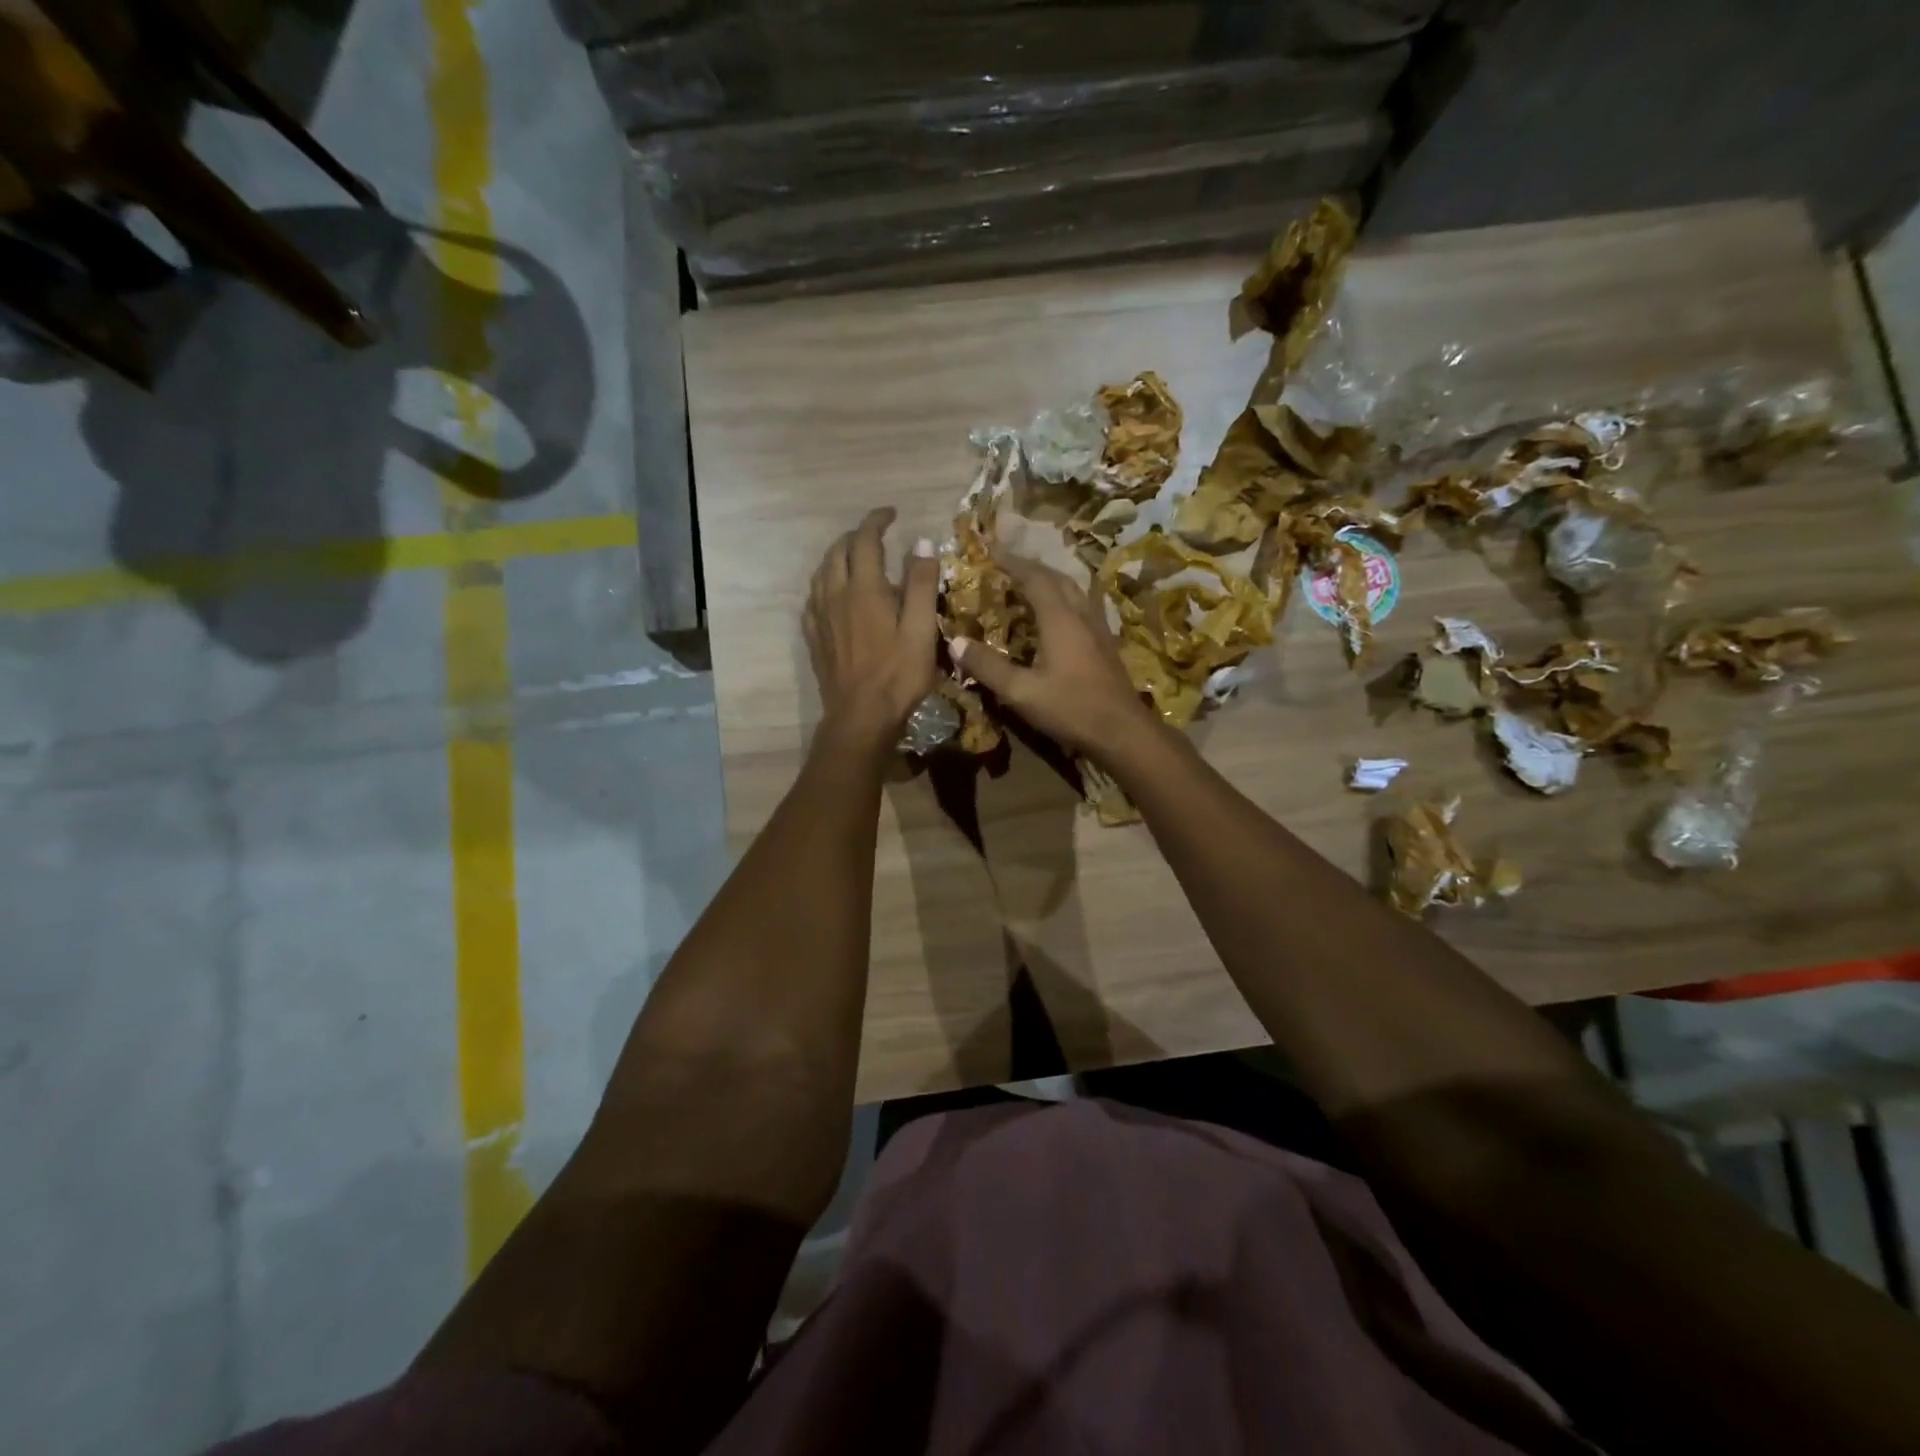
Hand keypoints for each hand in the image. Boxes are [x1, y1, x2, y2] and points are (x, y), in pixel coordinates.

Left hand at [804, 507, 938, 750]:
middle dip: (856, 536)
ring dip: (837, 556)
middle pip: (837, 551)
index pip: (865, 540)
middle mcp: (835, 595)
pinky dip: (825, 583)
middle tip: (877, 536)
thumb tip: (922, 542)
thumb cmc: (898, 675)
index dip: (876, 521)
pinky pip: (813, 597)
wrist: (860, 717)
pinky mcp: (814, 638)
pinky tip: (834, 593)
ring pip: (821, 572)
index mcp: (864, 589)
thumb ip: (922, 584)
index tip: (891, 513)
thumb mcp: (922, 630)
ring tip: (855, 558)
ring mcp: (820, 617)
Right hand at [952, 553, 1158, 760]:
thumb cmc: (1071, 709)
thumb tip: (955, 642)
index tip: (991, 551)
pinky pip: (1083, 608)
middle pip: (1058, 578)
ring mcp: (1098, 629)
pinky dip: (1065, 600)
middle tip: (1008, 566)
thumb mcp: (1022, 692)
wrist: (1123, 732)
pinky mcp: (1106, 645)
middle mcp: (1081, 616)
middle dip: (1031, 567)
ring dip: (1051, 581)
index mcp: (1060, 620)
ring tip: (1030, 585)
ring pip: (1075, 591)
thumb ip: (988, 667)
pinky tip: (1059, 617)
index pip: (1034, 578)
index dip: (1012, 562)